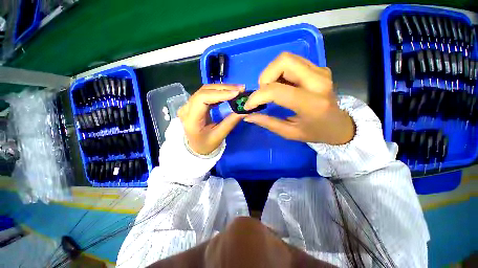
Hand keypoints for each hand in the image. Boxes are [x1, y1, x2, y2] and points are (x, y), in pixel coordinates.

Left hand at [178, 84, 245, 154]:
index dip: (219, 94)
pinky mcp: (194, 104)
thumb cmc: (206, 145)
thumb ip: (231, 122)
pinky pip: (206, 94)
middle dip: (224, 89)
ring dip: (222, 88)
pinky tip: (228, 93)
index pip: (202, 99)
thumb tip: (244, 110)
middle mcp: (186, 108)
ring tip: (237, 89)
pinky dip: (219, 92)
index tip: (236, 93)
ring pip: (205, 90)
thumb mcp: (219, 136)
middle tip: (240, 89)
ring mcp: (189, 104)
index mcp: (191, 119)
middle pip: (204, 91)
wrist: (195, 147)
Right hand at [243, 52, 354, 144]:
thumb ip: (268, 123)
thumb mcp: (290, 133)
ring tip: (271, 91)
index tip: (248, 106)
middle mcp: (318, 82)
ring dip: (271, 74)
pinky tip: (281, 86)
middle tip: (263, 94)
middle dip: (265, 78)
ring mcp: (320, 71)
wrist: (339, 125)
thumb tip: (248, 116)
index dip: (257, 96)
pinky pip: (292, 62)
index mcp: (312, 104)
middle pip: (283, 62)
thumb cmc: (315, 132)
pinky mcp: (319, 68)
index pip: (277, 91)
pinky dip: (280, 72)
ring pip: (286, 58)